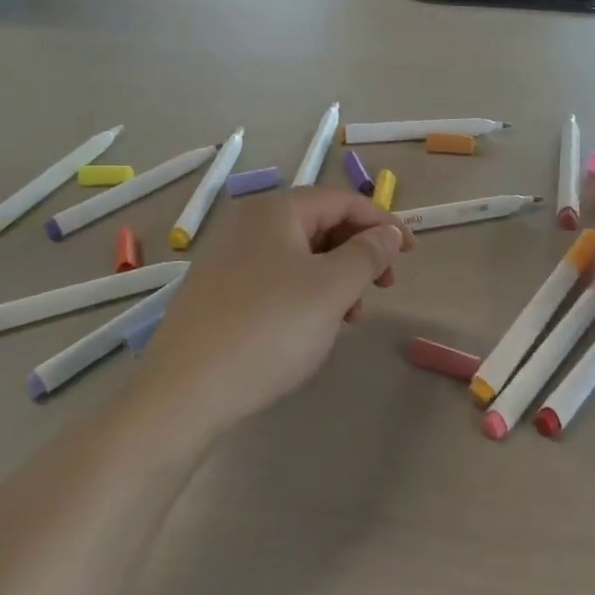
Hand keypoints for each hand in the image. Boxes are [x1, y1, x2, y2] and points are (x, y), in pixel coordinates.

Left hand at [131, 188, 412, 434]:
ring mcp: (228, 259)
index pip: (342, 201)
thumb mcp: (332, 289)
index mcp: (275, 211)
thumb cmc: (269, 329)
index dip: (382, 223)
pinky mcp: (218, 293)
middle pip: (320, 224)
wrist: (185, 393)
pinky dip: (306, 293)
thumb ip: (368, 254)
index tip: (410, 254)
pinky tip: (313, 327)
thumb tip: (387, 233)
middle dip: (358, 252)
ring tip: (350, 316)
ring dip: (335, 277)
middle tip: (384, 286)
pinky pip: (276, 278)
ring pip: (299, 255)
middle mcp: (248, 225)